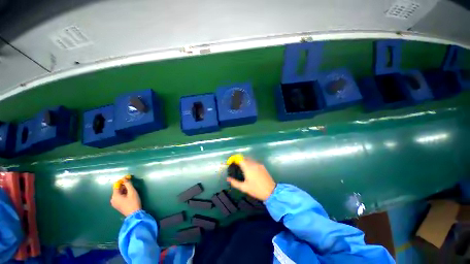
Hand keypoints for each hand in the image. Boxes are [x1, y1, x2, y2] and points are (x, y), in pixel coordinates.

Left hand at [110, 179, 141, 216]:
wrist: (134, 214)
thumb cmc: (133, 202)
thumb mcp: (132, 192)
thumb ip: (128, 184)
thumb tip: (125, 178)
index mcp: (115, 196)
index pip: (116, 185)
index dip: (122, 180)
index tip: (128, 177)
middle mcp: (113, 199)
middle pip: (117, 189)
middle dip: (124, 185)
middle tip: (131, 183)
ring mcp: (114, 203)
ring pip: (119, 193)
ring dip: (124, 189)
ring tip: (131, 189)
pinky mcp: (117, 205)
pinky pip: (119, 197)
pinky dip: (124, 194)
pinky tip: (129, 194)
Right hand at [227, 158, 275, 200]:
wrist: (271, 191)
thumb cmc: (256, 190)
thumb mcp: (244, 188)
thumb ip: (235, 182)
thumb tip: (228, 179)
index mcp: (248, 168)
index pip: (240, 159)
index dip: (235, 159)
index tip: (232, 162)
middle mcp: (253, 164)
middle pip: (245, 158)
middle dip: (240, 160)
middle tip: (237, 166)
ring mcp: (258, 164)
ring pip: (250, 159)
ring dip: (245, 161)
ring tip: (243, 168)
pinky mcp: (262, 166)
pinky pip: (254, 162)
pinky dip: (251, 163)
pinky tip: (251, 170)